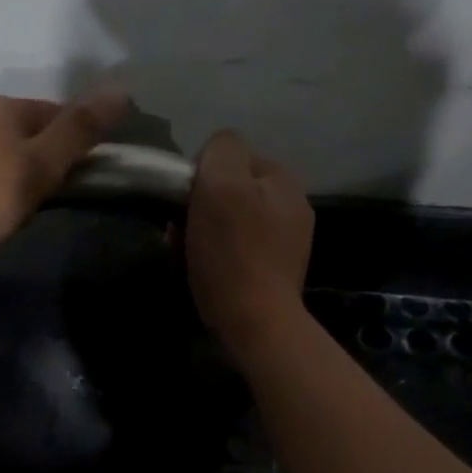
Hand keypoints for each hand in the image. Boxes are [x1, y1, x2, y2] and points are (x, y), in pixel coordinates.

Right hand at [185, 130, 314, 357]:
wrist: (255, 323)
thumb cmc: (233, 251)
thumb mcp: (221, 184)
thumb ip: (221, 150)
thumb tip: (215, 151)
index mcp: (283, 179)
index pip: (231, 155)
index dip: (200, 173)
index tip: (183, 201)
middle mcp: (292, 205)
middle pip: (230, 189)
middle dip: (201, 204)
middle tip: (179, 229)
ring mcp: (287, 241)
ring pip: (230, 219)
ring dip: (204, 229)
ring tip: (186, 252)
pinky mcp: (275, 271)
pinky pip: (237, 247)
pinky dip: (217, 253)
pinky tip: (204, 269)